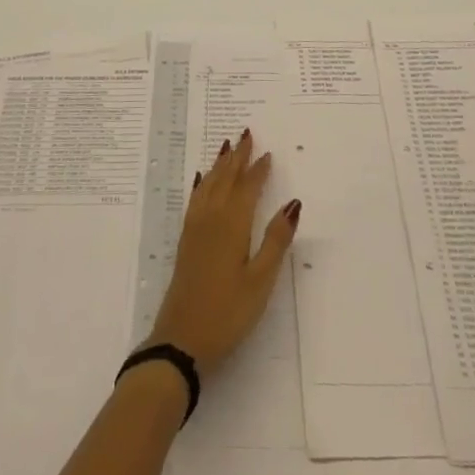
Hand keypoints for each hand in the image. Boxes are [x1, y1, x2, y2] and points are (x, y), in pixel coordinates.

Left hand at [147, 128, 300, 369]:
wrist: (181, 340)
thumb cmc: (227, 313)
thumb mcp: (260, 281)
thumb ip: (276, 240)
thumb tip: (293, 203)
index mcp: (232, 225)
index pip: (247, 188)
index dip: (258, 170)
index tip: (268, 152)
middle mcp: (212, 219)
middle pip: (225, 179)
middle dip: (237, 157)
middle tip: (246, 134)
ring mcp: (195, 229)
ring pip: (208, 185)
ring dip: (219, 165)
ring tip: (227, 147)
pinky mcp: (185, 241)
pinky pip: (195, 198)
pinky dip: (201, 183)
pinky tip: (201, 179)